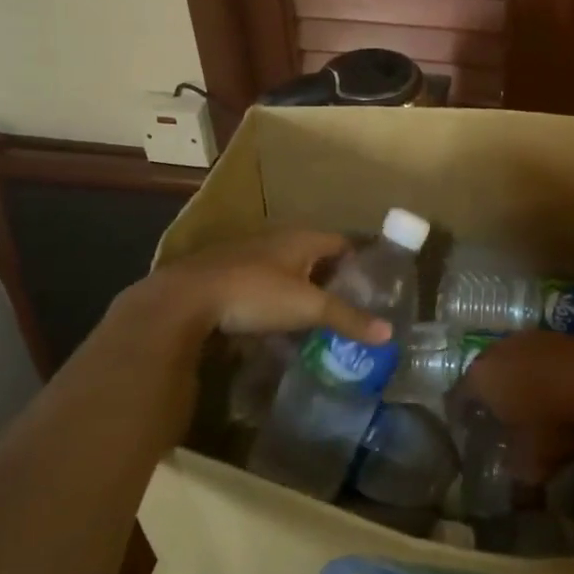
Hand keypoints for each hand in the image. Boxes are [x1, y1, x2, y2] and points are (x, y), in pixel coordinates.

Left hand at [147, 228, 391, 343]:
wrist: (186, 298)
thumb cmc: (255, 293)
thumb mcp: (307, 307)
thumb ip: (347, 318)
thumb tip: (388, 334)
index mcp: (301, 239)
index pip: (342, 242)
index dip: (360, 260)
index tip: (374, 283)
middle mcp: (277, 240)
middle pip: (314, 256)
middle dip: (332, 278)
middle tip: (351, 305)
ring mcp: (248, 256)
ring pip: (287, 271)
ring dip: (302, 290)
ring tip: (318, 318)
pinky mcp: (226, 275)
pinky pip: (263, 285)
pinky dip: (276, 301)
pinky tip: (278, 324)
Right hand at [462, 333, 573, 481]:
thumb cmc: (554, 422)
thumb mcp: (534, 463)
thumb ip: (517, 477)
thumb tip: (516, 492)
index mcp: (480, 379)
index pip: (457, 399)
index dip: (462, 419)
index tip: (471, 437)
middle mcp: (497, 351)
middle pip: (484, 375)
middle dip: (489, 398)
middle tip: (500, 422)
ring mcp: (529, 337)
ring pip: (514, 362)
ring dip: (519, 381)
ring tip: (532, 406)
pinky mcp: (558, 334)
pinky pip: (541, 357)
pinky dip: (544, 373)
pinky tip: (559, 391)